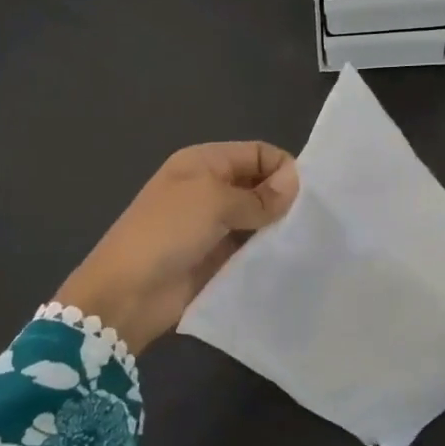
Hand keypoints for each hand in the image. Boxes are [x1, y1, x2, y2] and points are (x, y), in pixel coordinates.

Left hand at [58, 142, 298, 353]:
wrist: (127, 293)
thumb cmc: (167, 232)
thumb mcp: (213, 202)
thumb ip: (258, 195)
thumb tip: (296, 181)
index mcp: (204, 162)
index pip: (257, 153)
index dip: (284, 167)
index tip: (312, 194)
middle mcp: (210, 188)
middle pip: (259, 185)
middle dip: (285, 199)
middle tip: (318, 221)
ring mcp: (213, 226)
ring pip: (258, 219)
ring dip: (279, 228)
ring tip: (309, 242)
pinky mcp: (217, 258)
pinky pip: (250, 249)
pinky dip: (267, 252)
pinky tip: (291, 261)